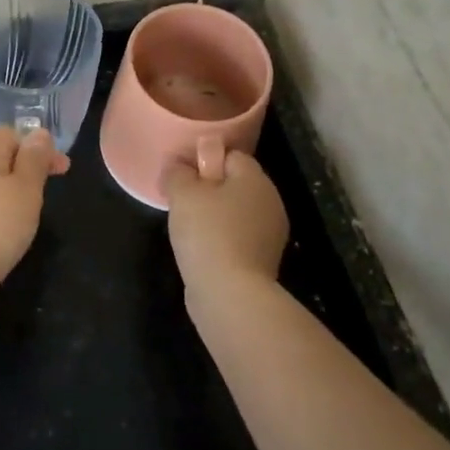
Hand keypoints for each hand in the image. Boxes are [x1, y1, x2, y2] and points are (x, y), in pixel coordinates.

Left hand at [0, 126, 69, 311]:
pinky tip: (12, 227)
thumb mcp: (26, 187)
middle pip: (0, 156)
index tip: (59, 166)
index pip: (8, 133)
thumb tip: (39, 132)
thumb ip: (34, 159)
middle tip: (52, 185)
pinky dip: (3, 209)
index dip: (36, 143)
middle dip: (28, 166)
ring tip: (34, 207)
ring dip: (16, 189)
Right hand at [163, 151, 288, 295]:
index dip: (204, 160)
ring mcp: (270, 234)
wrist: (230, 294)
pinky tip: (201, 251)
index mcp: (255, 179)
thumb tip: (179, 167)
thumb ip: (178, 173)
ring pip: (236, 213)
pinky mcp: (262, 261)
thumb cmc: (208, 233)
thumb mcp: (183, 194)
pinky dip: (221, 240)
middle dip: (209, 190)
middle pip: (235, 184)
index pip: (230, 155)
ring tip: (187, 229)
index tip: (182, 176)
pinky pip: (237, 238)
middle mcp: (270, 202)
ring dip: (214, 217)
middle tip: (181, 202)